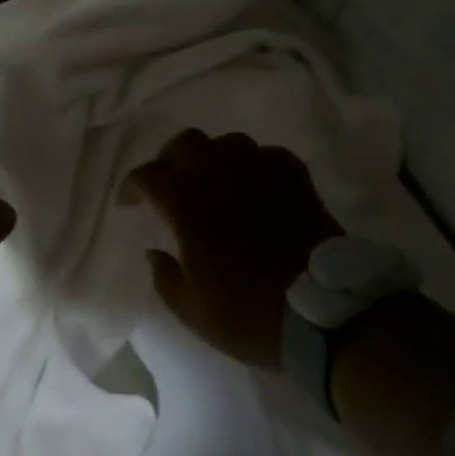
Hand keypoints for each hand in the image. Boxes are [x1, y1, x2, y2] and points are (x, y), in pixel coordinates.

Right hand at [125, 130, 339, 367]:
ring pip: (228, 142)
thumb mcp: (192, 310)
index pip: (146, 176)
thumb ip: (164, 277)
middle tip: (170, 183)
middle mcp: (219, 174)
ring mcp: (260, 170)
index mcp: (185, 202)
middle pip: (185, 143)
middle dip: (170, 159)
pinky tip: (256, 185)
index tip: (130, 204)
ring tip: (215, 180)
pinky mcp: (294, 178)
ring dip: (215, 157)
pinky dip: (256, 166)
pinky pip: (268, 156)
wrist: (324, 313)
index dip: (132, 188)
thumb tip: (154, 253)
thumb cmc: (249, 313)